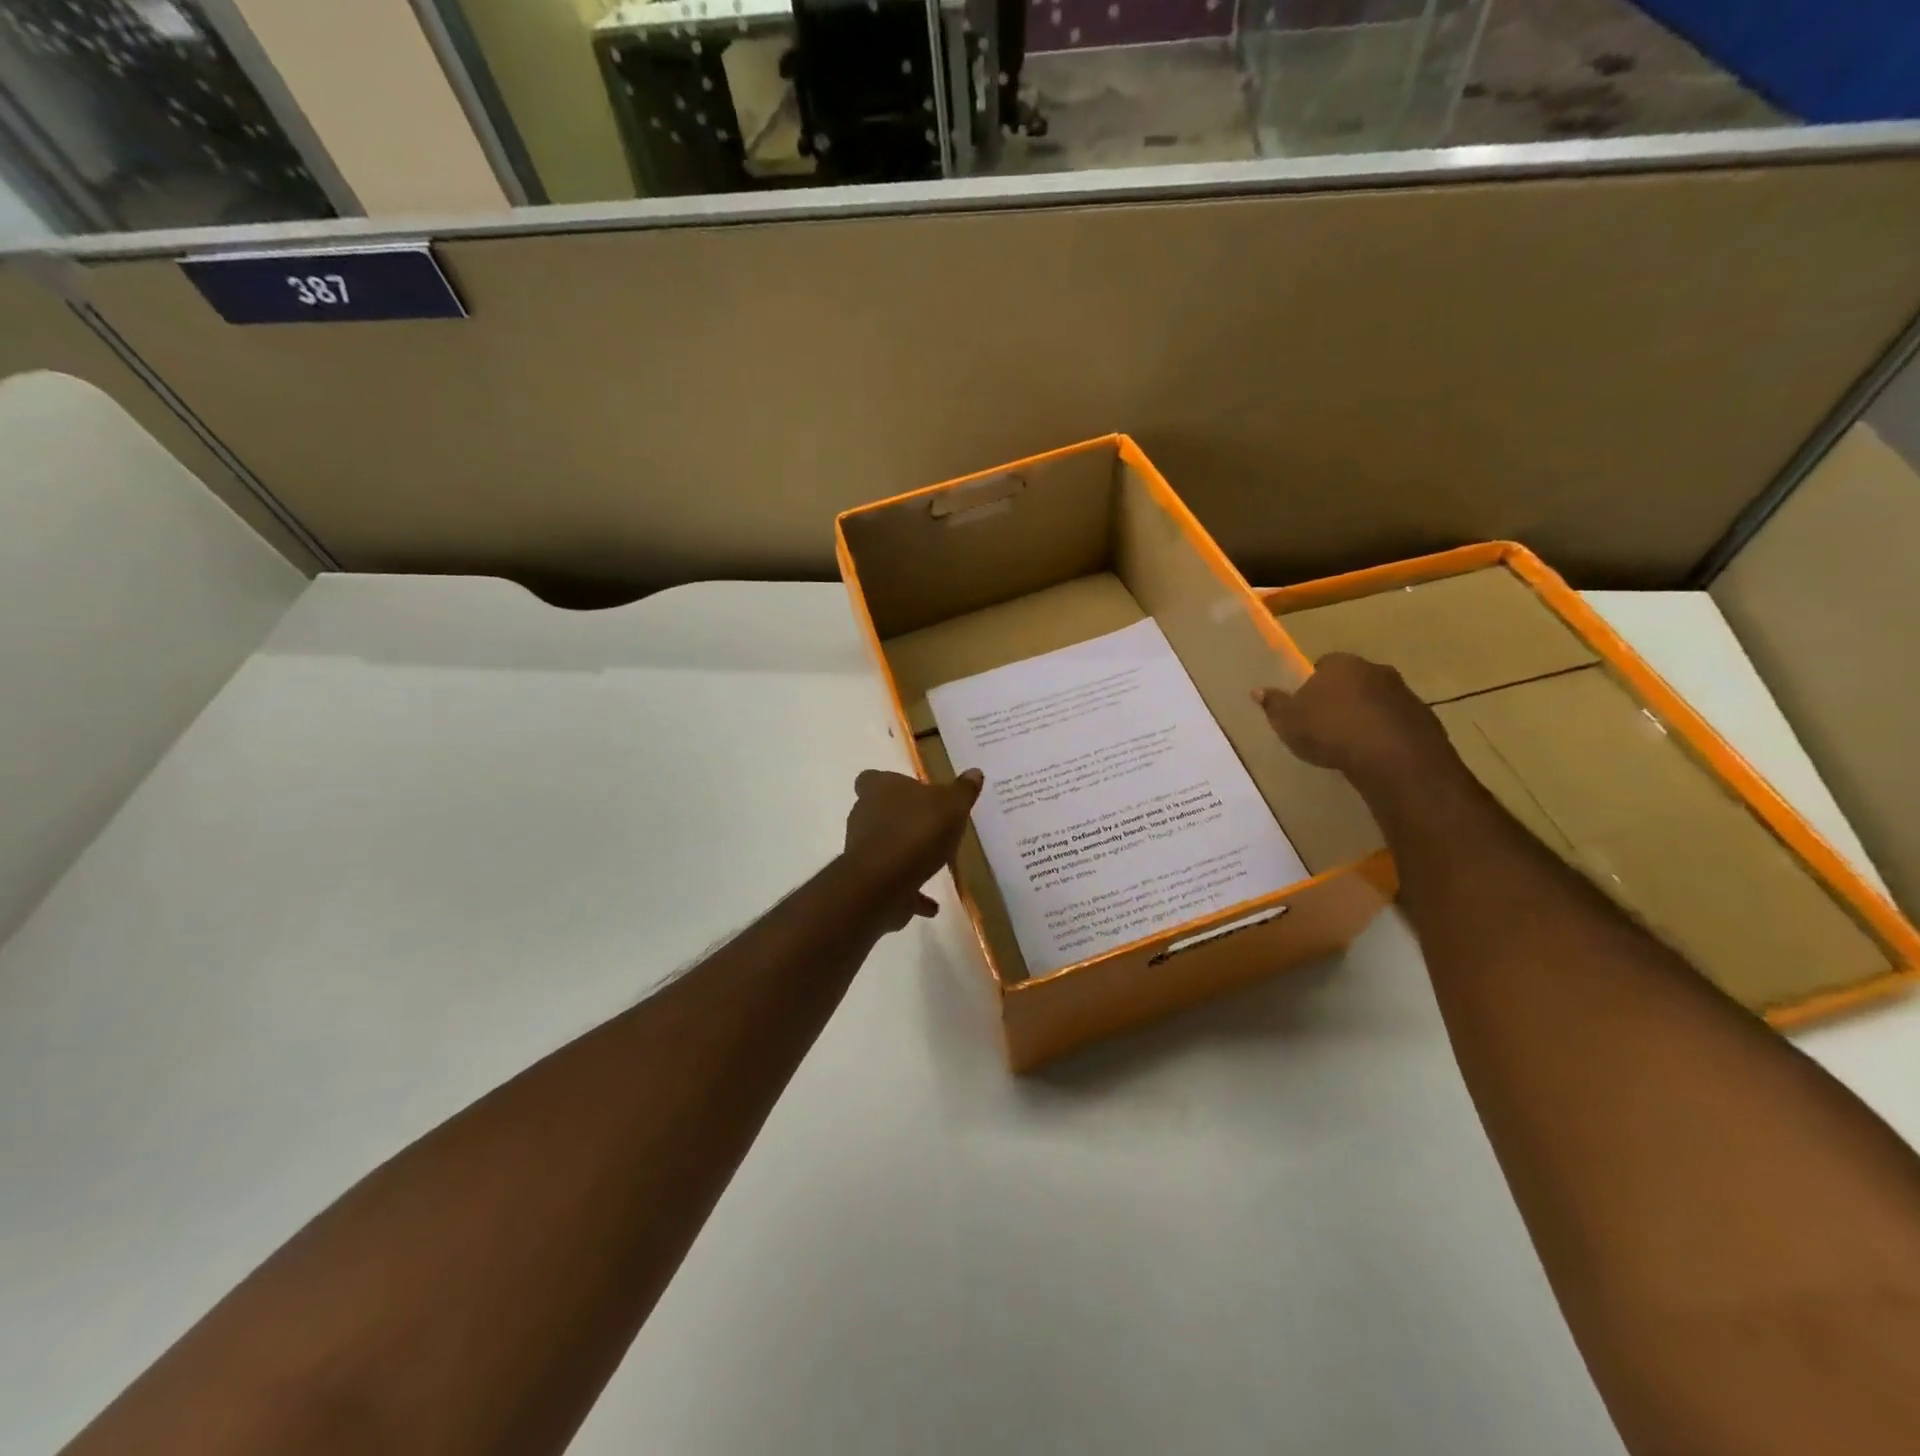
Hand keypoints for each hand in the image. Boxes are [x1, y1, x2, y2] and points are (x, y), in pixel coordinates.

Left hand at [843, 768, 984, 927]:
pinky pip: (893, 884)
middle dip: (901, 819)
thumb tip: (974, 772)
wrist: (883, 883)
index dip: (889, 784)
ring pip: (884, 847)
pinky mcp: (868, 883)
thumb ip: (963, 790)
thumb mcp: (951, 805)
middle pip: (878, 812)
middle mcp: (864, 816)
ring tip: (934, 864)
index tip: (911, 793)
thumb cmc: (917, 831)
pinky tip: (931, 905)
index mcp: (879, 789)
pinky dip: (909, 892)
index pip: (872, 779)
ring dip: (905, 855)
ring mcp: (863, 851)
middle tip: (930, 826)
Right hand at [1253, 652, 1456, 787]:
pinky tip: (1375, 754)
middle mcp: (1375, 669)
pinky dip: (1387, 733)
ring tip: (1352, 743)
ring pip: (1378, 699)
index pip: (1323, 664)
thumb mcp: (1288, 722)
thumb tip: (1257, 690)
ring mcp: (1404, 693)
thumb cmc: (1330, 731)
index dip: (1314, 684)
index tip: (1307, 706)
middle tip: (1328, 723)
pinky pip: (1397, 722)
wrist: (1393, 757)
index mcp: (1340, 664)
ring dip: (1367, 714)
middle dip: (1343, 696)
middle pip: (1354, 679)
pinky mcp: (1424, 718)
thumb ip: (1274, 705)